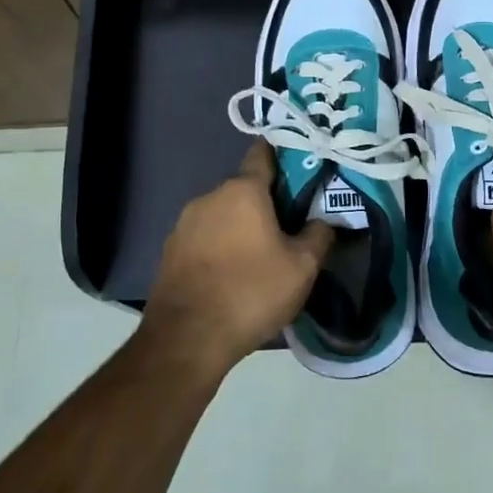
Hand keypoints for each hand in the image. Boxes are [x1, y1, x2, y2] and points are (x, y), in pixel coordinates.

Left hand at [143, 143, 333, 375]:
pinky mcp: (170, 251)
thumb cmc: (251, 292)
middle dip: (266, 203)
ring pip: (223, 215)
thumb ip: (318, 235)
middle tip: (289, 227)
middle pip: (244, 189)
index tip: (300, 167)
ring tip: (261, 257)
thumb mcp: (302, 267)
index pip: (263, 154)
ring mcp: (184, 224)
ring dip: (241, 227)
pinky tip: (232, 275)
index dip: (283, 156)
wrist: (187, 339)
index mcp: (242, 190)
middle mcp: (209, 197)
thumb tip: (323, 220)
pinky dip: (220, 247)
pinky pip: (204, 238)